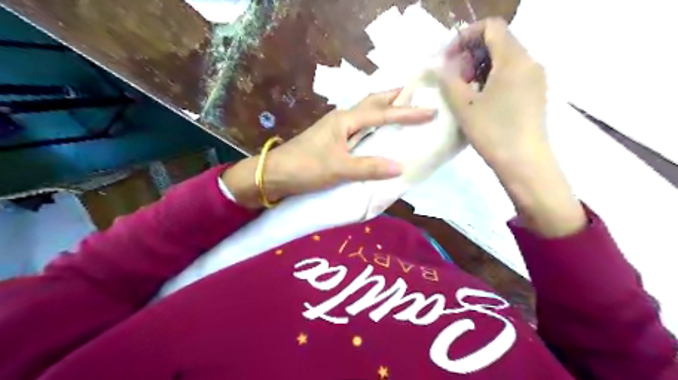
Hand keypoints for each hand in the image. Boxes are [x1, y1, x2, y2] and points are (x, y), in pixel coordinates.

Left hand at [222, 89, 433, 209]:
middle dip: (396, 96)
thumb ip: (369, 167)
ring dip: (385, 109)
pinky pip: (360, 127)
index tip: (431, 110)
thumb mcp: (338, 168)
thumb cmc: (305, 168)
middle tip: (418, 95)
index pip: (382, 113)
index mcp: (346, 120)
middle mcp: (343, 118)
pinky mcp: (333, 139)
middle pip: (374, 102)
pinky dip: (375, 125)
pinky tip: (380, 133)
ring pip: (367, 113)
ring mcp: (337, 128)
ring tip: (405, 110)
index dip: (408, 112)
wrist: (275, 174)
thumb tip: (400, 166)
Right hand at [440, 19, 582, 236]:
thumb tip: (438, 65)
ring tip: (462, 92)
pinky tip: (478, 100)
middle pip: (497, 42)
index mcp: (514, 59)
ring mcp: (534, 79)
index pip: (491, 27)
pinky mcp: (534, 94)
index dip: (465, 36)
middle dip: (469, 55)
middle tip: (452, 78)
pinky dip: (491, 79)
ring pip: (503, 60)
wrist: (525, 163)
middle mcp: (529, 62)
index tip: (448, 58)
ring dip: (478, 69)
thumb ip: (448, 80)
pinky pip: (511, 75)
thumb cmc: (493, 132)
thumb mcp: (464, 105)